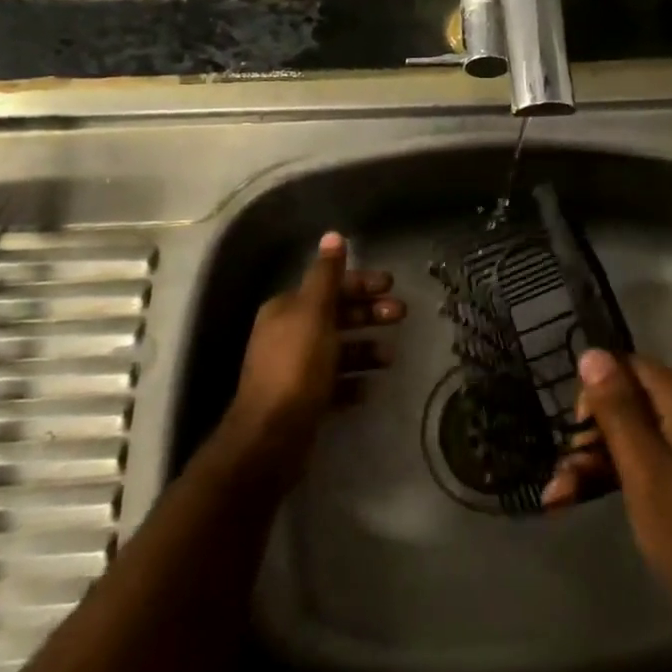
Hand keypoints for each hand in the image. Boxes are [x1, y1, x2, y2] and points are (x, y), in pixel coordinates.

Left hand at [224, 232, 404, 469]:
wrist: (271, 438)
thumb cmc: (296, 366)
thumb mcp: (314, 312)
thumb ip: (326, 274)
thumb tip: (333, 234)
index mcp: (287, 309)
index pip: (328, 286)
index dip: (360, 283)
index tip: (391, 284)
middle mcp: (288, 335)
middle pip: (336, 316)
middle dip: (369, 314)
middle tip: (401, 314)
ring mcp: (295, 370)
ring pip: (338, 351)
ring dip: (365, 349)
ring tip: (390, 357)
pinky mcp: (303, 402)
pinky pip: (334, 385)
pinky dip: (353, 382)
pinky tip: (369, 388)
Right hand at [543, 350, 671, 637]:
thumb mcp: (644, 470)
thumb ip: (617, 409)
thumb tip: (591, 352)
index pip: (630, 367)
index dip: (595, 393)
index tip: (576, 437)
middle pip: (635, 403)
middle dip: (593, 439)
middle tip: (560, 481)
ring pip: (644, 434)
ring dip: (604, 462)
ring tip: (562, 500)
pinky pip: (662, 456)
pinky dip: (631, 475)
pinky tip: (595, 500)